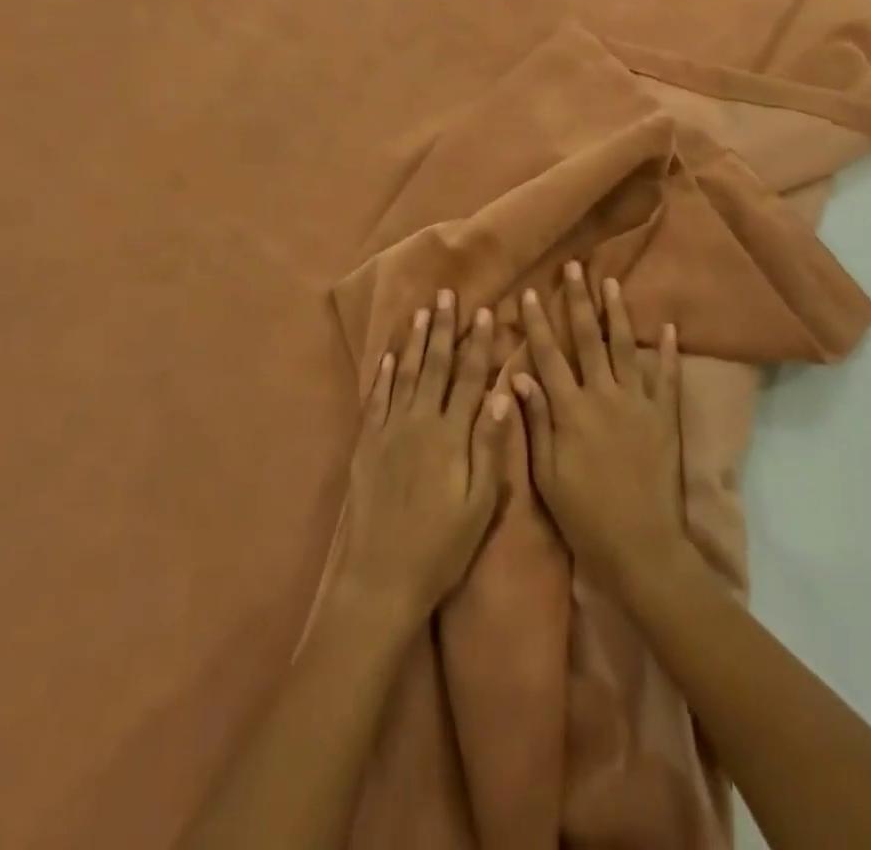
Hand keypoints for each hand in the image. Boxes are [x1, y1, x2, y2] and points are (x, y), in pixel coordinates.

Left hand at [325, 290, 513, 634]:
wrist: (379, 576)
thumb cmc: (440, 546)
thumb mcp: (479, 504)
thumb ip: (490, 447)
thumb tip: (504, 395)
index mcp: (451, 435)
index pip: (469, 377)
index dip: (479, 344)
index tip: (485, 312)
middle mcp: (419, 422)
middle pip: (435, 366)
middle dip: (443, 328)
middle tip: (446, 295)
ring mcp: (389, 431)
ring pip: (406, 374)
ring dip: (415, 341)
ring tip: (421, 312)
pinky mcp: (366, 445)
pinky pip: (376, 399)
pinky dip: (383, 374)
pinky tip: (388, 356)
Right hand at [514, 263, 686, 601]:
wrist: (640, 545)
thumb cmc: (584, 513)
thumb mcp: (547, 473)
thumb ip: (535, 421)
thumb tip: (519, 376)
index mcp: (571, 409)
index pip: (549, 356)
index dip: (538, 323)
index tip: (531, 293)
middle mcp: (604, 395)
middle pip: (588, 338)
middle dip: (579, 301)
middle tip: (574, 268)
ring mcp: (638, 402)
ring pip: (626, 347)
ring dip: (618, 313)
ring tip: (612, 282)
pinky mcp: (664, 416)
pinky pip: (668, 377)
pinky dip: (669, 351)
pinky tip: (669, 327)